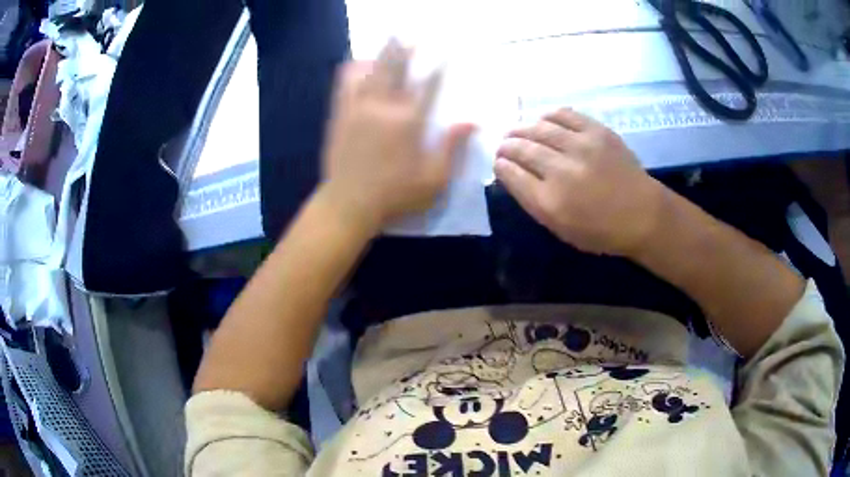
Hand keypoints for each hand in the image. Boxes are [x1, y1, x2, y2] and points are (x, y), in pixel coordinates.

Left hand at [320, 41, 474, 233]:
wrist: (348, 204)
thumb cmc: (395, 196)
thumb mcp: (434, 180)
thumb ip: (452, 148)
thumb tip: (471, 121)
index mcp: (408, 121)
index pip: (428, 85)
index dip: (438, 67)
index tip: (445, 53)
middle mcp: (382, 107)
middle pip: (395, 67)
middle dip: (405, 48)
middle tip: (411, 34)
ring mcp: (357, 108)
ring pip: (368, 70)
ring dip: (379, 53)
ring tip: (387, 42)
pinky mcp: (339, 115)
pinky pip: (343, 83)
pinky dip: (352, 70)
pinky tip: (358, 64)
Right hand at [495, 108, 664, 256]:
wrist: (643, 214)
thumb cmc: (602, 230)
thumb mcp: (561, 229)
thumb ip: (534, 201)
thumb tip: (514, 175)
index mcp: (550, 201)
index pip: (511, 173)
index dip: (500, 165)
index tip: (499, 163)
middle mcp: (561, 170)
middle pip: (521, 148)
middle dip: (507, 146)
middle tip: (504, 146)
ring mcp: (580, 146)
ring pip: (538, 128)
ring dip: (522, 129)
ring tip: (518, 132)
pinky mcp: (596, 131)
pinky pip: (562, 114)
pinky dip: (547, 116)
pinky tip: (543, 121)